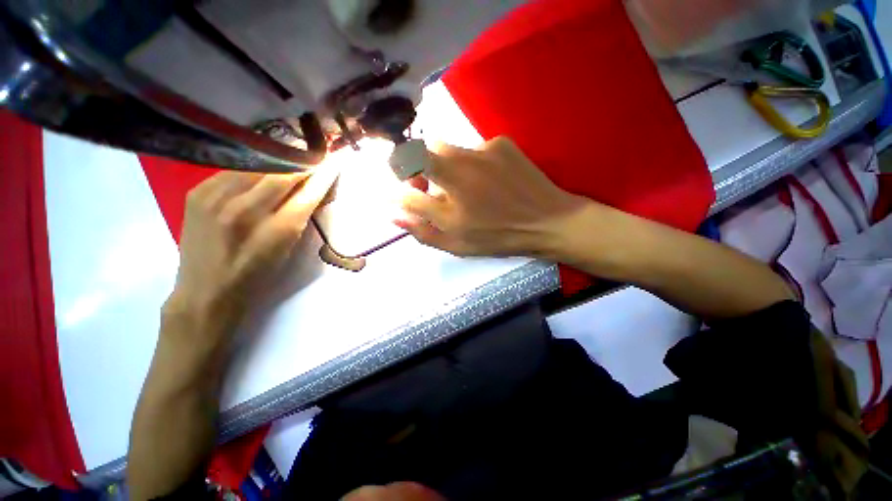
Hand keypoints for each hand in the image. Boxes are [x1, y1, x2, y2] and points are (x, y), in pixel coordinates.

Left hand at [164, 167, 338, 348]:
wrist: (206, 291)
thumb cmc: (257, 277)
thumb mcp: (288, 250)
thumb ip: (300, 217)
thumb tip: (312, 188)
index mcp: (275, 231)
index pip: (307, 194)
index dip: (322, 176)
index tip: (333, 161)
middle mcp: (244, 210)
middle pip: (281, 174)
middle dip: (300, 164)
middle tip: (311, 157)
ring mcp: (216, 198)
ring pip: (255, 166)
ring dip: (276, 163)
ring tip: (288, 160)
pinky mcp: (197, 193)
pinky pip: (232, 171)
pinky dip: (250, 169)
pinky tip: (258, 173)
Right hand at [396, 136, 586, 257]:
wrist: (548, 221)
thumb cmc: (498, 237)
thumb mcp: (456, 243)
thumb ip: (421, 229)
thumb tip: (392, 213)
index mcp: (448, 189)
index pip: (405, 164)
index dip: (400, 172)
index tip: (409, 187)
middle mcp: (461, 161)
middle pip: (425, 150)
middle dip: (422, 168)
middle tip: (435, 189)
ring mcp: (483, 148)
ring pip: (450, 149)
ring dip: (448, 167)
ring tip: (468, 189)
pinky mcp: (501, 143)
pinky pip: (475, 149)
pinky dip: (473, 164)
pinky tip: (490, 181)